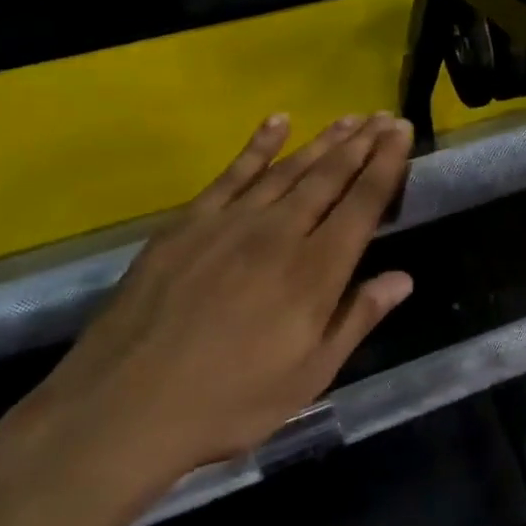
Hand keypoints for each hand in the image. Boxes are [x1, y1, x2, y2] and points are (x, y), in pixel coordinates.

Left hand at [32, 113, 413, 492]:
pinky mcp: (188, 223)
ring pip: (289, 168)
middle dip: (362, 142)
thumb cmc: (228, 402)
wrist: (121, 410)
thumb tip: (404, 278)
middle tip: (386, 115)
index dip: (387, 163)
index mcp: (315, 271)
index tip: (402, 131)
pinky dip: (258, 145)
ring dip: (323, 140)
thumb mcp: (308, 377)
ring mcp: (231, 222)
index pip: (363, 202)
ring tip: (350, 117)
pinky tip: (277, 121)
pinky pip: (232, 173)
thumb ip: (357, 319)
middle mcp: (279, 233)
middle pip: (330, 175)